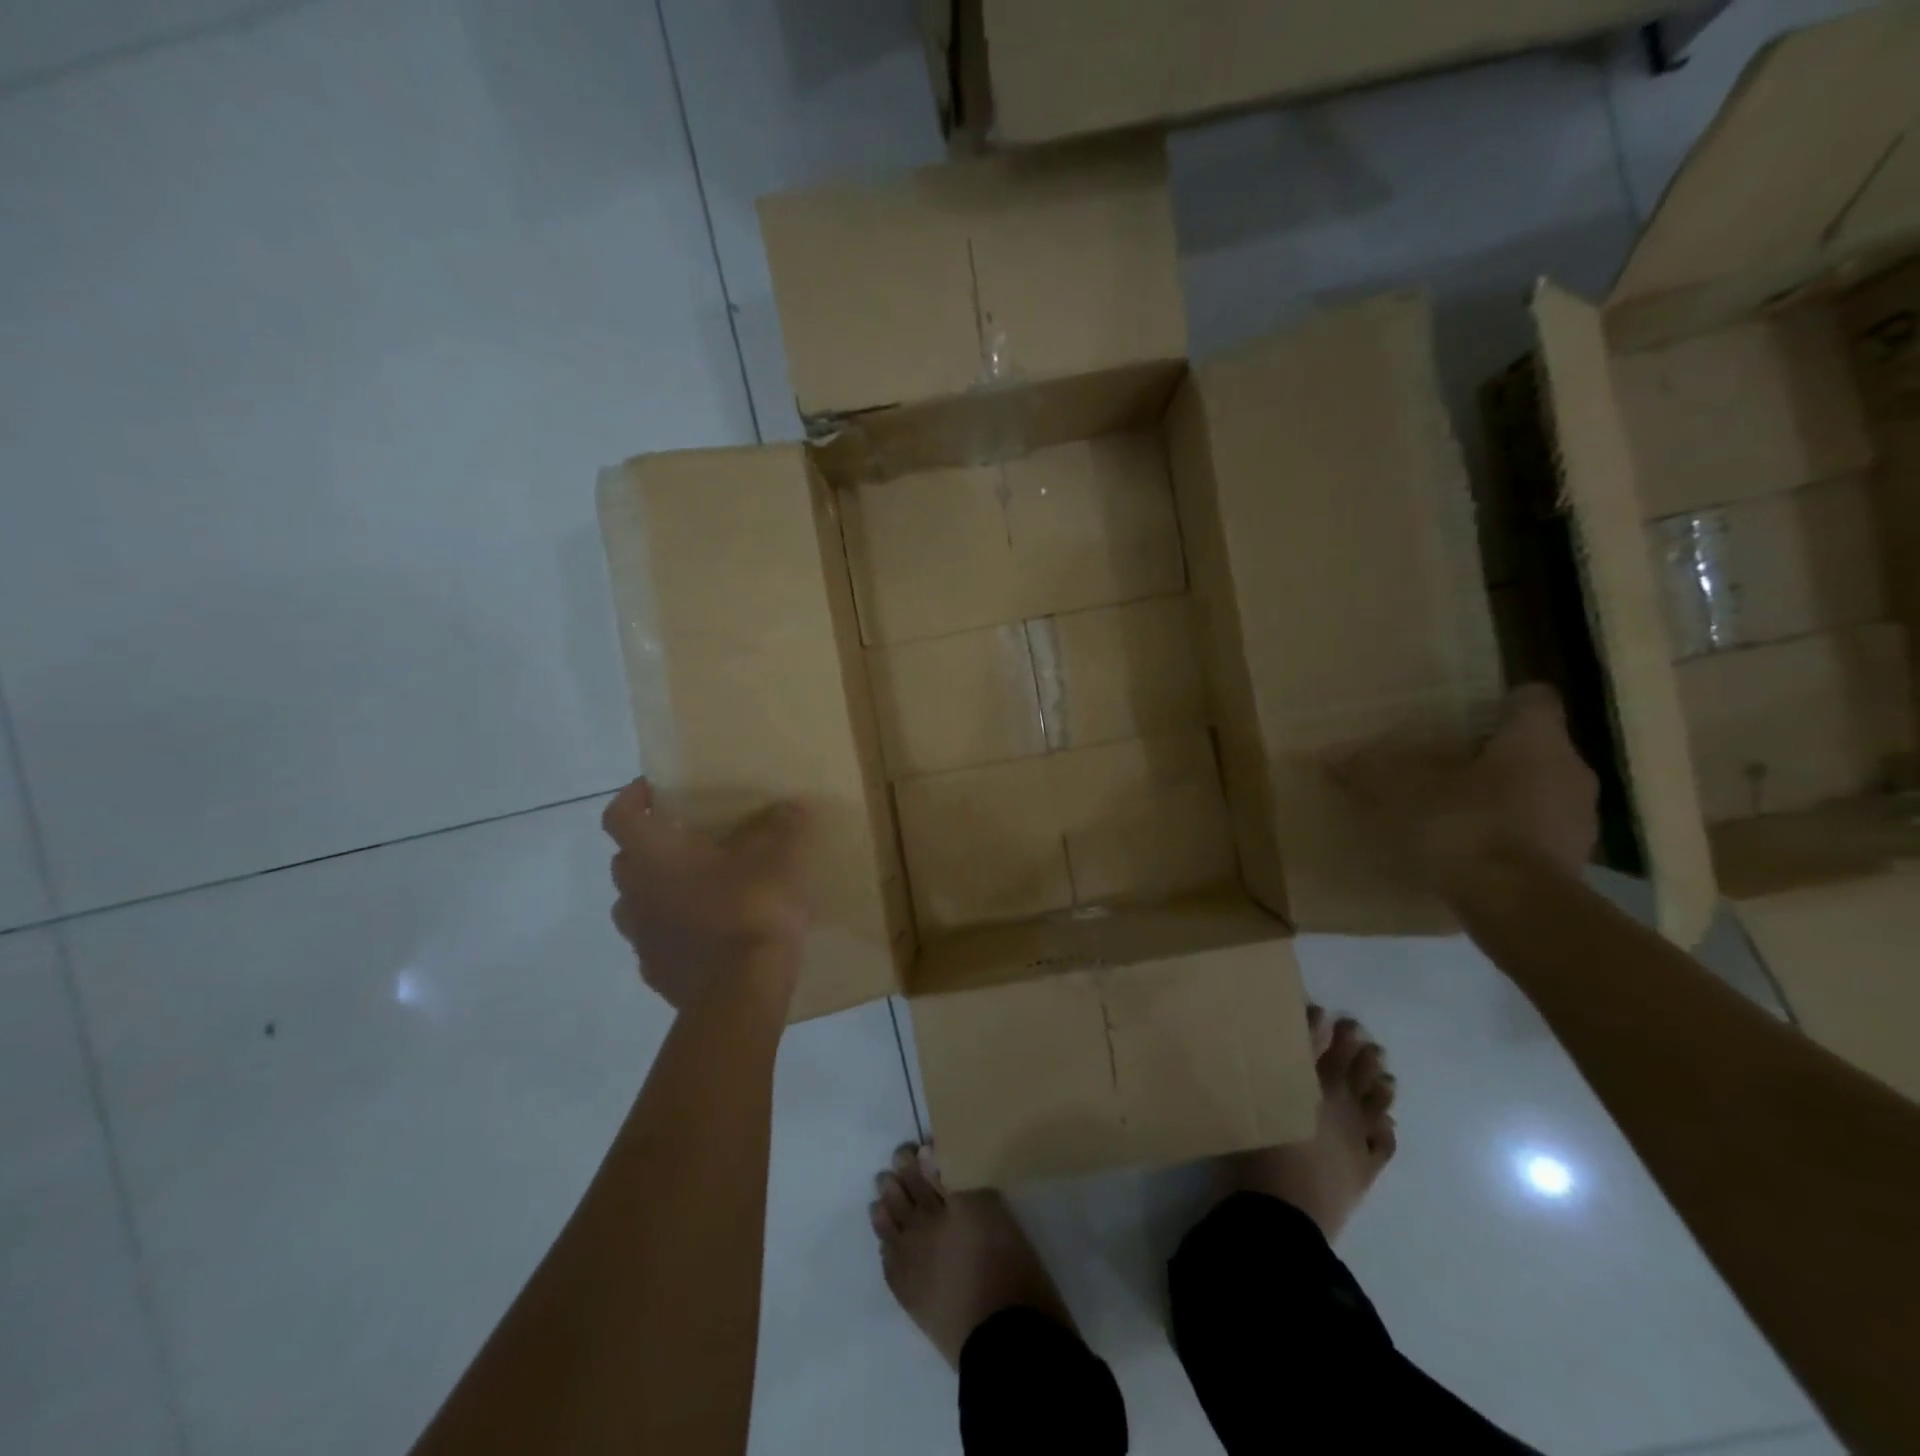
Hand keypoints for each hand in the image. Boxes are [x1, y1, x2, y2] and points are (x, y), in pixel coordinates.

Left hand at [603, 779, 812, 1010]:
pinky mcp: (657, 973)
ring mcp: (642, 938)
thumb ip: (782, 826)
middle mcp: (635, 894)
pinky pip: (658, 941)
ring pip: (636, 903)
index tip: (658, 789)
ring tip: (699, 887)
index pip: (620, 815)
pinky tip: (708, 932)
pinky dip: (674, 930)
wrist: (741, 993)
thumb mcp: (779, 857)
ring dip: (658, 890)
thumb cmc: (751, 909)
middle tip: (690, 839)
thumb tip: (789, 807)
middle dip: (651, 846)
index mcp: (654, 856)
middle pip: (626, 860)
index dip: (634, 797)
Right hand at [1328, 684, 1597, 896]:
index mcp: (1536, 740)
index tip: (1464, 717)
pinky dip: (1507, 839)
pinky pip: (1536, 836)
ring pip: (1538, 793)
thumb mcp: (1398, 792)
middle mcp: (1570, 771)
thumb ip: (1368, 768)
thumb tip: (1331, 755)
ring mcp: (1579, 822)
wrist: (1517, 908)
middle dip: (1491, 757)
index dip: (1499, 704)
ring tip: (1452, 815)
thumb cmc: (1463, 827)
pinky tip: (1467, 854)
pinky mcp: (1573, 865)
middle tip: (1444, 767)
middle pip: (1533, 749)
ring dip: (1502, 799)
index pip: (1532, 699)